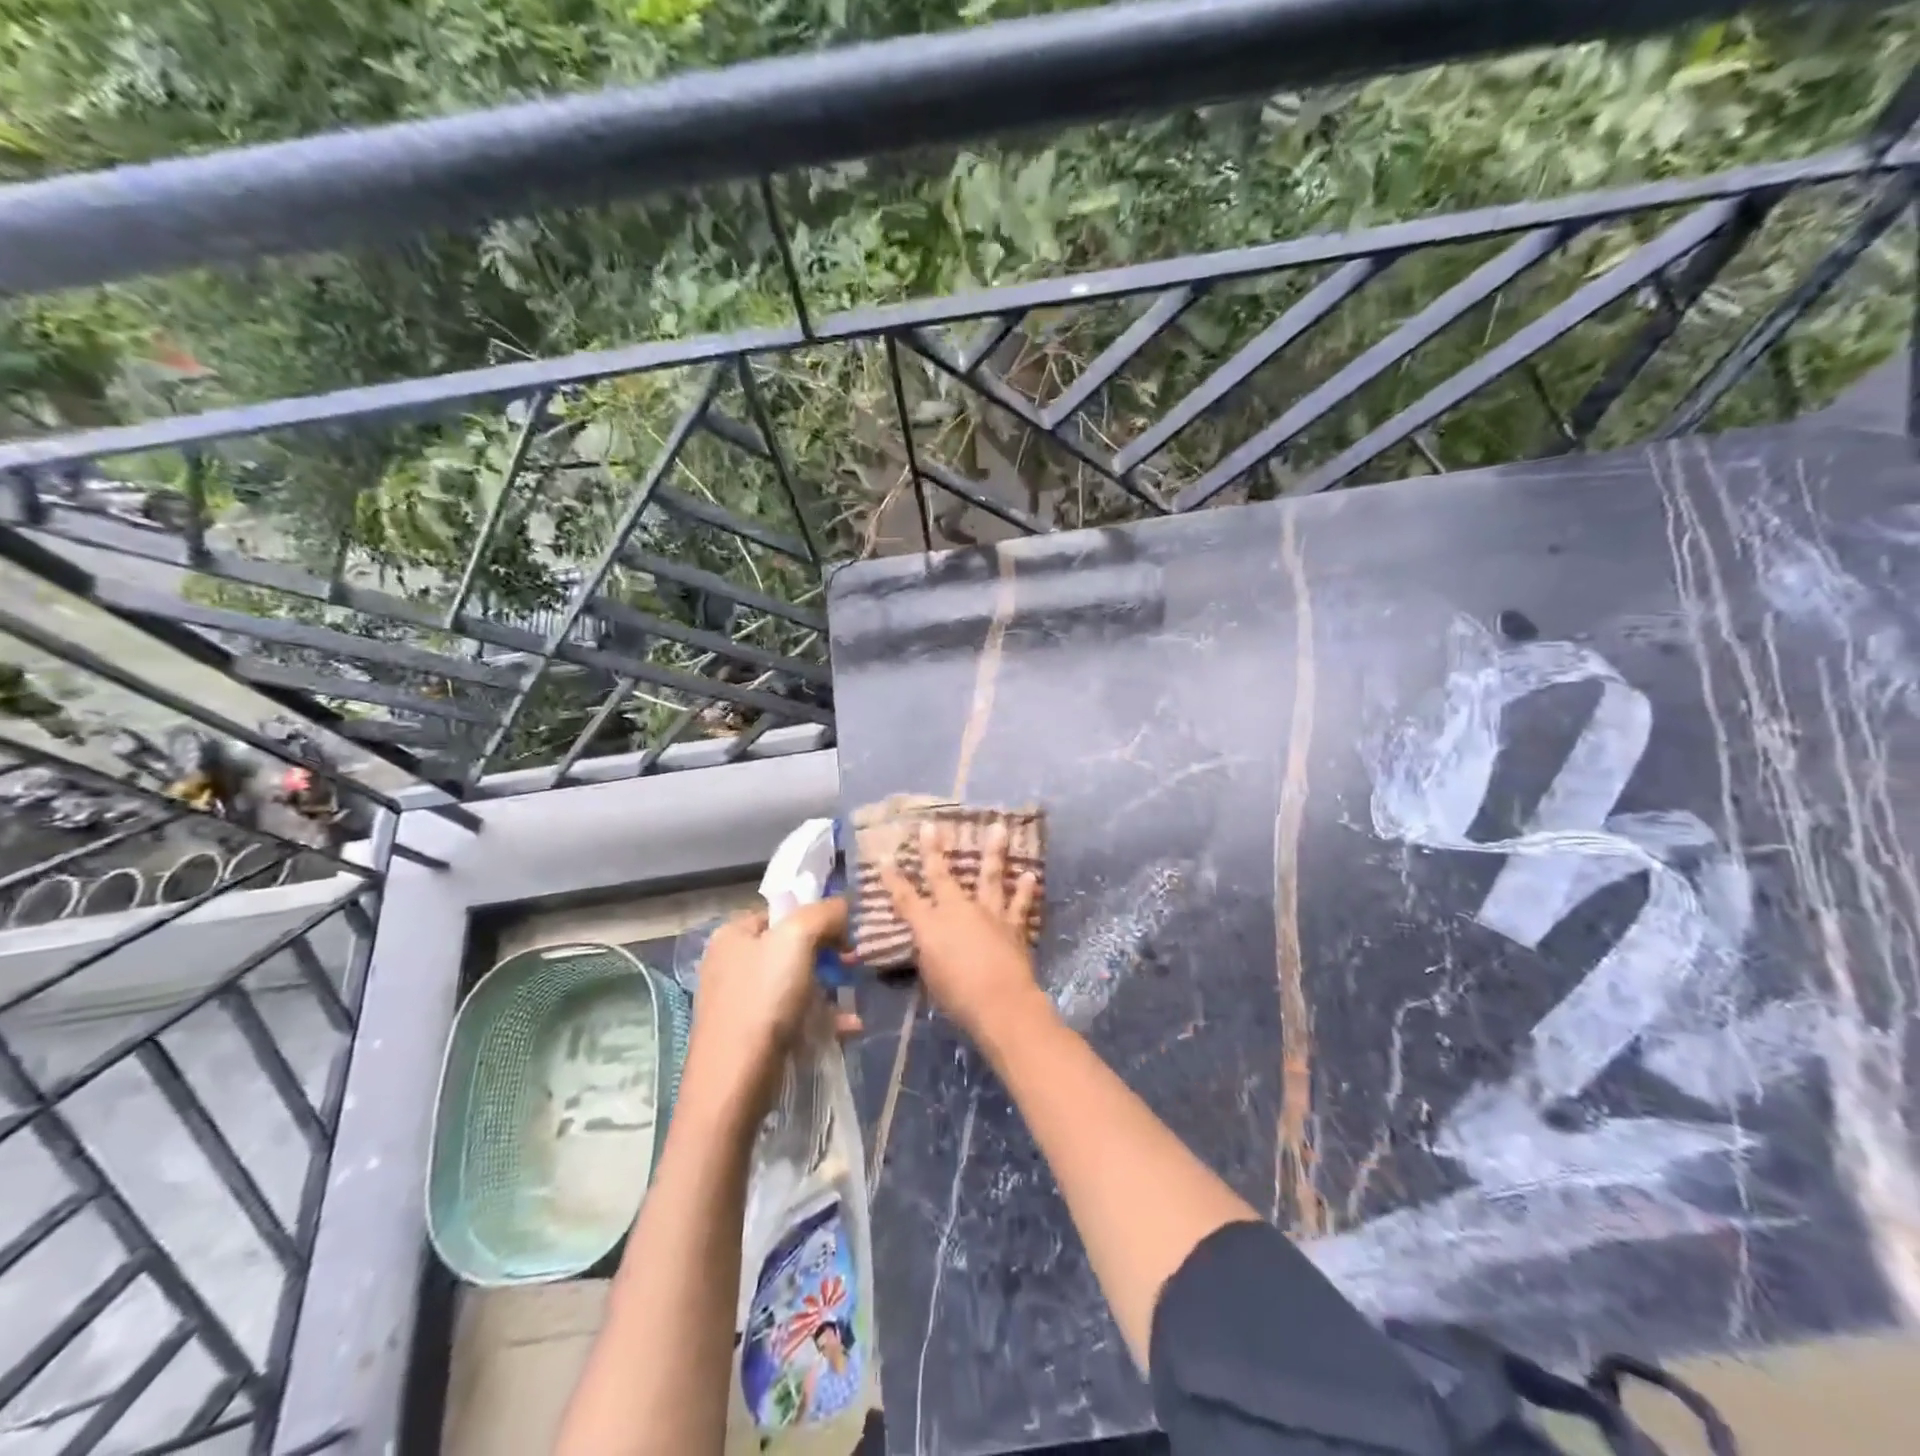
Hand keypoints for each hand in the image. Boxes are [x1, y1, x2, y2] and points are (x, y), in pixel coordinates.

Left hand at [682, 898, 857, 1121]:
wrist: (733, 1084)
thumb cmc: (763, 1001)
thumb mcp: (797, 939)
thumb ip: (823, 913)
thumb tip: (843, 907)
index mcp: (733, 934)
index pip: (783, 911)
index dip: (818, 917)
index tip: (847, 934)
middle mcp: (732, 963)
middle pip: (792, 947)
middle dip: (828, 955)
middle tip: (854, 966)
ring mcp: (740, 1001)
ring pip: (796, 983)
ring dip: (830, 989)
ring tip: (854, 1000)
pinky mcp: (751, 1035)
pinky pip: (794, 1016)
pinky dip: (822, 1019)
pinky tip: (849, 1028)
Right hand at [878, 819, 1047, 1042]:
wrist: (1000, 1002)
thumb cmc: (957, 996)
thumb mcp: (931, 976)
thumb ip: (928, 952)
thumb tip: (929, 940)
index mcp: (930, 925)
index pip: (905, 898)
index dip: (893, 879)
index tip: (885, 858)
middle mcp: (957, 910)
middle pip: (941, 875)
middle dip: (933, 850)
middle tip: (930, 826)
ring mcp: (988, 914)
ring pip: (990, 876)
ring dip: (994, 852)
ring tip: (999, 828)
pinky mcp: (1013, 925)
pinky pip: (1019, 904)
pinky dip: (1025, 889)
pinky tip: (1029, 875)